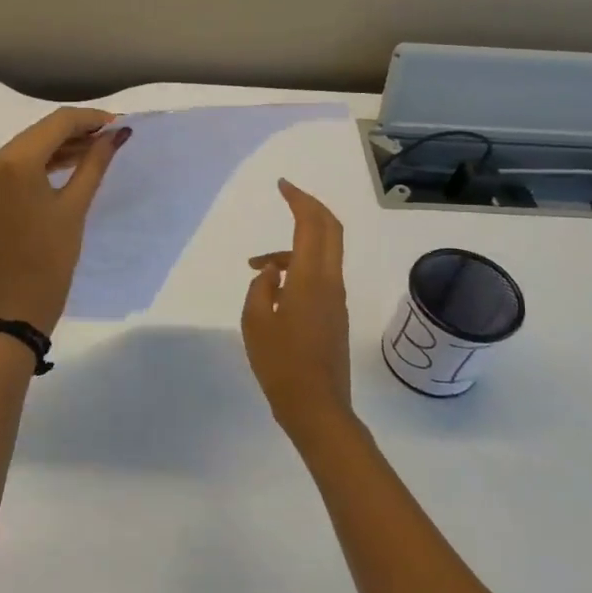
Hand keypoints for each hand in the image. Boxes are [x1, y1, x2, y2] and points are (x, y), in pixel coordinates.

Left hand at [0, 107, 130, 331]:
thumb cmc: (50, 259)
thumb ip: (95, 163)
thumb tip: (117, 134)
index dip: (91, 119)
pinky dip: (43, 163)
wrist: (13, 306)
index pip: (57, 122)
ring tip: (97, 151)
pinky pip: (17, 166)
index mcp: (14, 161)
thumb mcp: (75, 207)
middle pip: (41, 132)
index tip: (120, 124)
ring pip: (28, 147)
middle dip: (77, 131)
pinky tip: (70, 167)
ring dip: (61, 147)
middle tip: (113, 137)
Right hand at [242, 180, 356, 445]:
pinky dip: (298, 267)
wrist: (316, 407)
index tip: (282, 185)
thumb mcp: (255, 322)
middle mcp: (330, 282)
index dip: (299, 199)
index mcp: (311, 278)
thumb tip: (271, 273)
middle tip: (288, 196)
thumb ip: (260, 288)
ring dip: (294, 247)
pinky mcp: (334, 315)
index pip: (312, 224)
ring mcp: (336, 299)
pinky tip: (273, 290)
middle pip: (330, 230)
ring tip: (256, 267)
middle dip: (310, 208)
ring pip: (322, 254)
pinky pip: (319, 275)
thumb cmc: (281, 364)